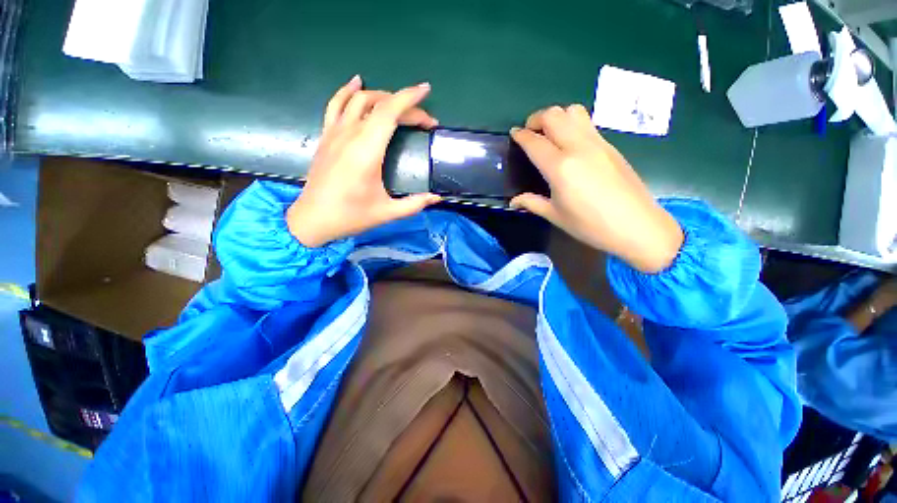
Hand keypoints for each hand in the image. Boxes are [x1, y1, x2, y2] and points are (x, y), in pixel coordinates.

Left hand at [287, 76, 441, 247]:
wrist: (313, 219)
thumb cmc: (352, 216)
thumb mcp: (388, 212)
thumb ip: (415, 204)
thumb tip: (437, 198)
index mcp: (367, 151)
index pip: (389, 112)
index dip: (410, 99)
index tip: (426, 91)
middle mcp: (350, 135)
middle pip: (379, 105)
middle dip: (405, 105)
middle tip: (424, 121)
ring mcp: (335, 132)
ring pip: (358, 99)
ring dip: (382, 96)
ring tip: (399, 103)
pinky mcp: (326, 136)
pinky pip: (336, 104)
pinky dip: (348, 91)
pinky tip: (357, 83)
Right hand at [510, 105, 682, 272]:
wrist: (637, 225)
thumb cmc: (590, 224)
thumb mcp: (555, 215)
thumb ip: (531, 203)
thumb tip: (514, 201)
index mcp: (560, 167)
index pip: (534, 142)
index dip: (520, 135)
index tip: (513, 134)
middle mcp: (578, 147)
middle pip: (553, 115)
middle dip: (536, 118)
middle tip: (530, 133)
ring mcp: (597, 143)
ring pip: (573, 111)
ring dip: (556, 116)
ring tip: (550, 134)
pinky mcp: (610, 145)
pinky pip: (587, 123)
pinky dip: (572, 124)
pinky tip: (569, 143)